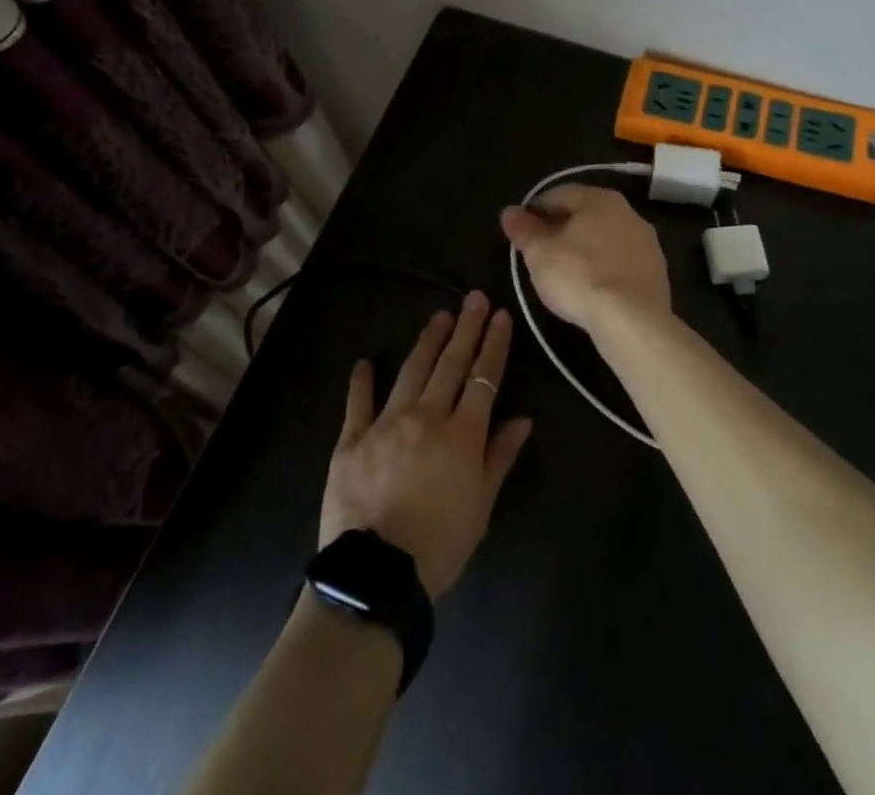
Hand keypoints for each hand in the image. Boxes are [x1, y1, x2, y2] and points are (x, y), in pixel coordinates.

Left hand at [320, 291, 532, 598]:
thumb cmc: (439, 545)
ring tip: (439, 317)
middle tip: (473, 298)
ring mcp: (385, 423)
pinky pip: (358, 402)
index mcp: (461, 434)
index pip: (483, 378)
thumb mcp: (481, 507)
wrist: (375, 576)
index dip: (494, 344)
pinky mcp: (351, 439)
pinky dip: (361, 381)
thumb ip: (500, 457)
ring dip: (427, 341)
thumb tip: (523, 419)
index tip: (501, 315)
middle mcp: (425, 416)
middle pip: (450, 363)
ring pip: (411, 371)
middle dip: (465, 328)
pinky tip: (364, 363)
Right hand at [499, 185, 671, 336]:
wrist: (633, 321)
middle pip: (585, 215)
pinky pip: (621, 262)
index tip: (521, 229)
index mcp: (600, 199)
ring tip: (564, 272)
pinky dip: (603, 268)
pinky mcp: (657, 273)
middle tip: (539, 250)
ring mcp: (647, 243)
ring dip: (584, 248)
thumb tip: (509, 212)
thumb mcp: (539, 253)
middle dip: (561, 228)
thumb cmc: (579, 276)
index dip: (535, 209)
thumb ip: (523, 229)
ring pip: (605, 238)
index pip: (559, 194)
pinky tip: (591, 288)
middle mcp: (628, 213)